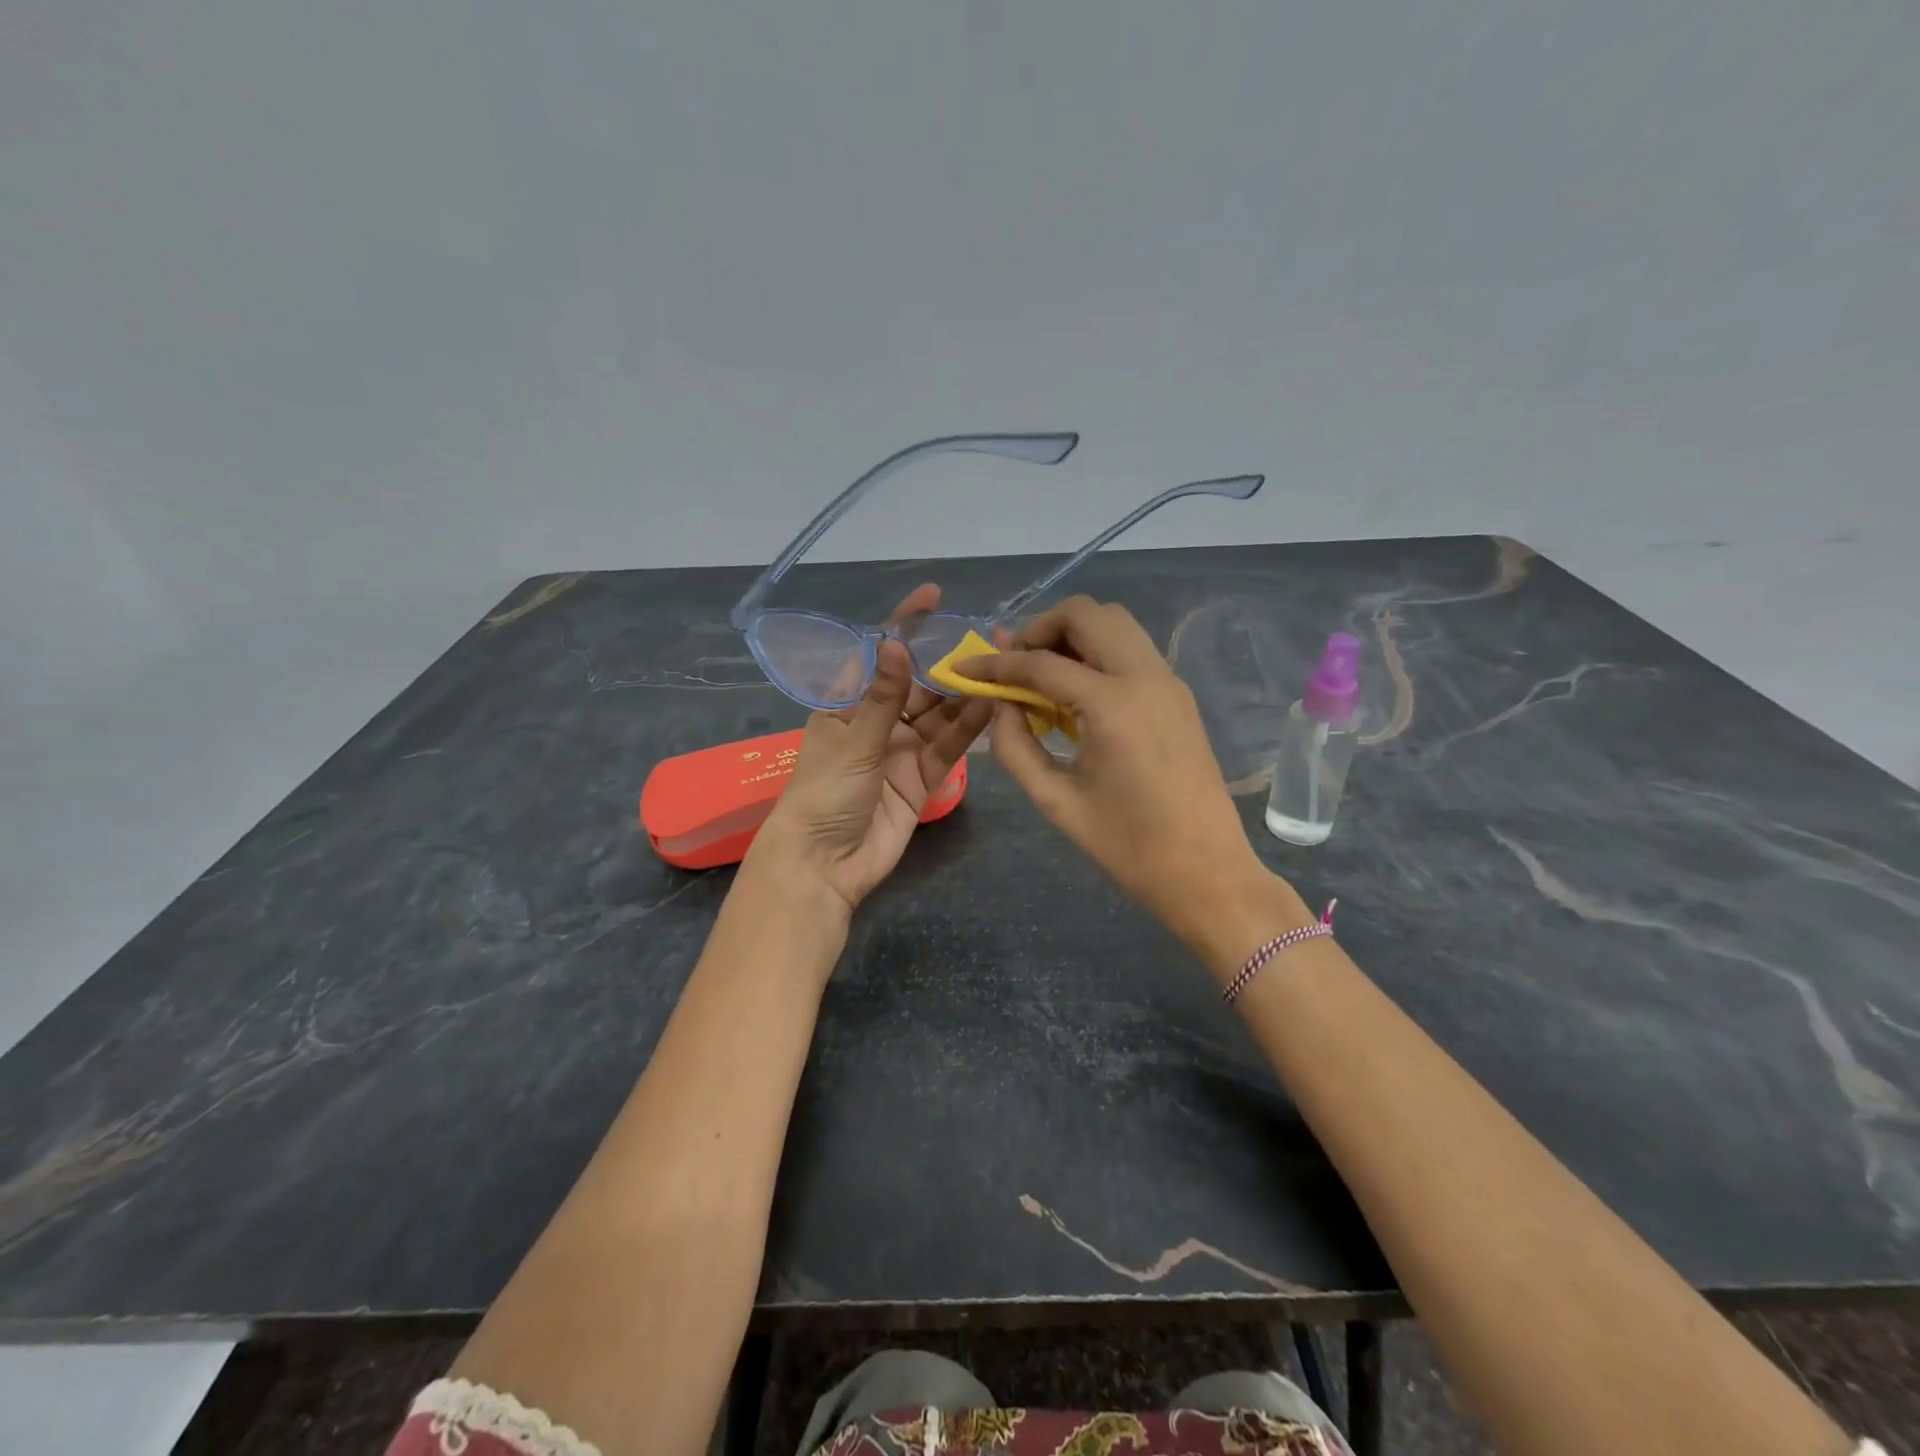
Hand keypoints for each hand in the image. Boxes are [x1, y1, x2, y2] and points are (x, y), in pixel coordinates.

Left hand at [747, 585, 994, 916]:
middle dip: (946, 663)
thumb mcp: (852, 741)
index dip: (904, 626)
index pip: (878, 655)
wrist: (825, 865)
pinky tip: (991, 707)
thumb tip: (896, 642)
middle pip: (917, 684)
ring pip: (939, 715)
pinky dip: (967, 729)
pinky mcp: (922, 779)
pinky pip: (948, 747)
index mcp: (847, 705)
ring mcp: (902, 750)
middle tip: (986, 640)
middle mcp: (877, 722)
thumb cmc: (824, 794)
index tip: (933, 597)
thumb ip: (882, 697)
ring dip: (964, 695)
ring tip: (999, 669)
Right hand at [954, 596, 1283, 947]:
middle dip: (1040, 629)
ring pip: (1114, 622)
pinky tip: (1078, 693)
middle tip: (1014, 666)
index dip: (995, 663)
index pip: (1041, 663)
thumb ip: (1015, 747)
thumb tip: (1000, 705)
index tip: (964, 668)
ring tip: (1043, 675)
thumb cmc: (1127, 847)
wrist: (1207, 872)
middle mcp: (1145, 676)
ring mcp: (1168, 680)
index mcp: (1112, 706)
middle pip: (1085, 614)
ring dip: (1071, 634)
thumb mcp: (1056, 801)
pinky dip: (1097, 651)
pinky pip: (1131, 648)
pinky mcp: (1178, 693)